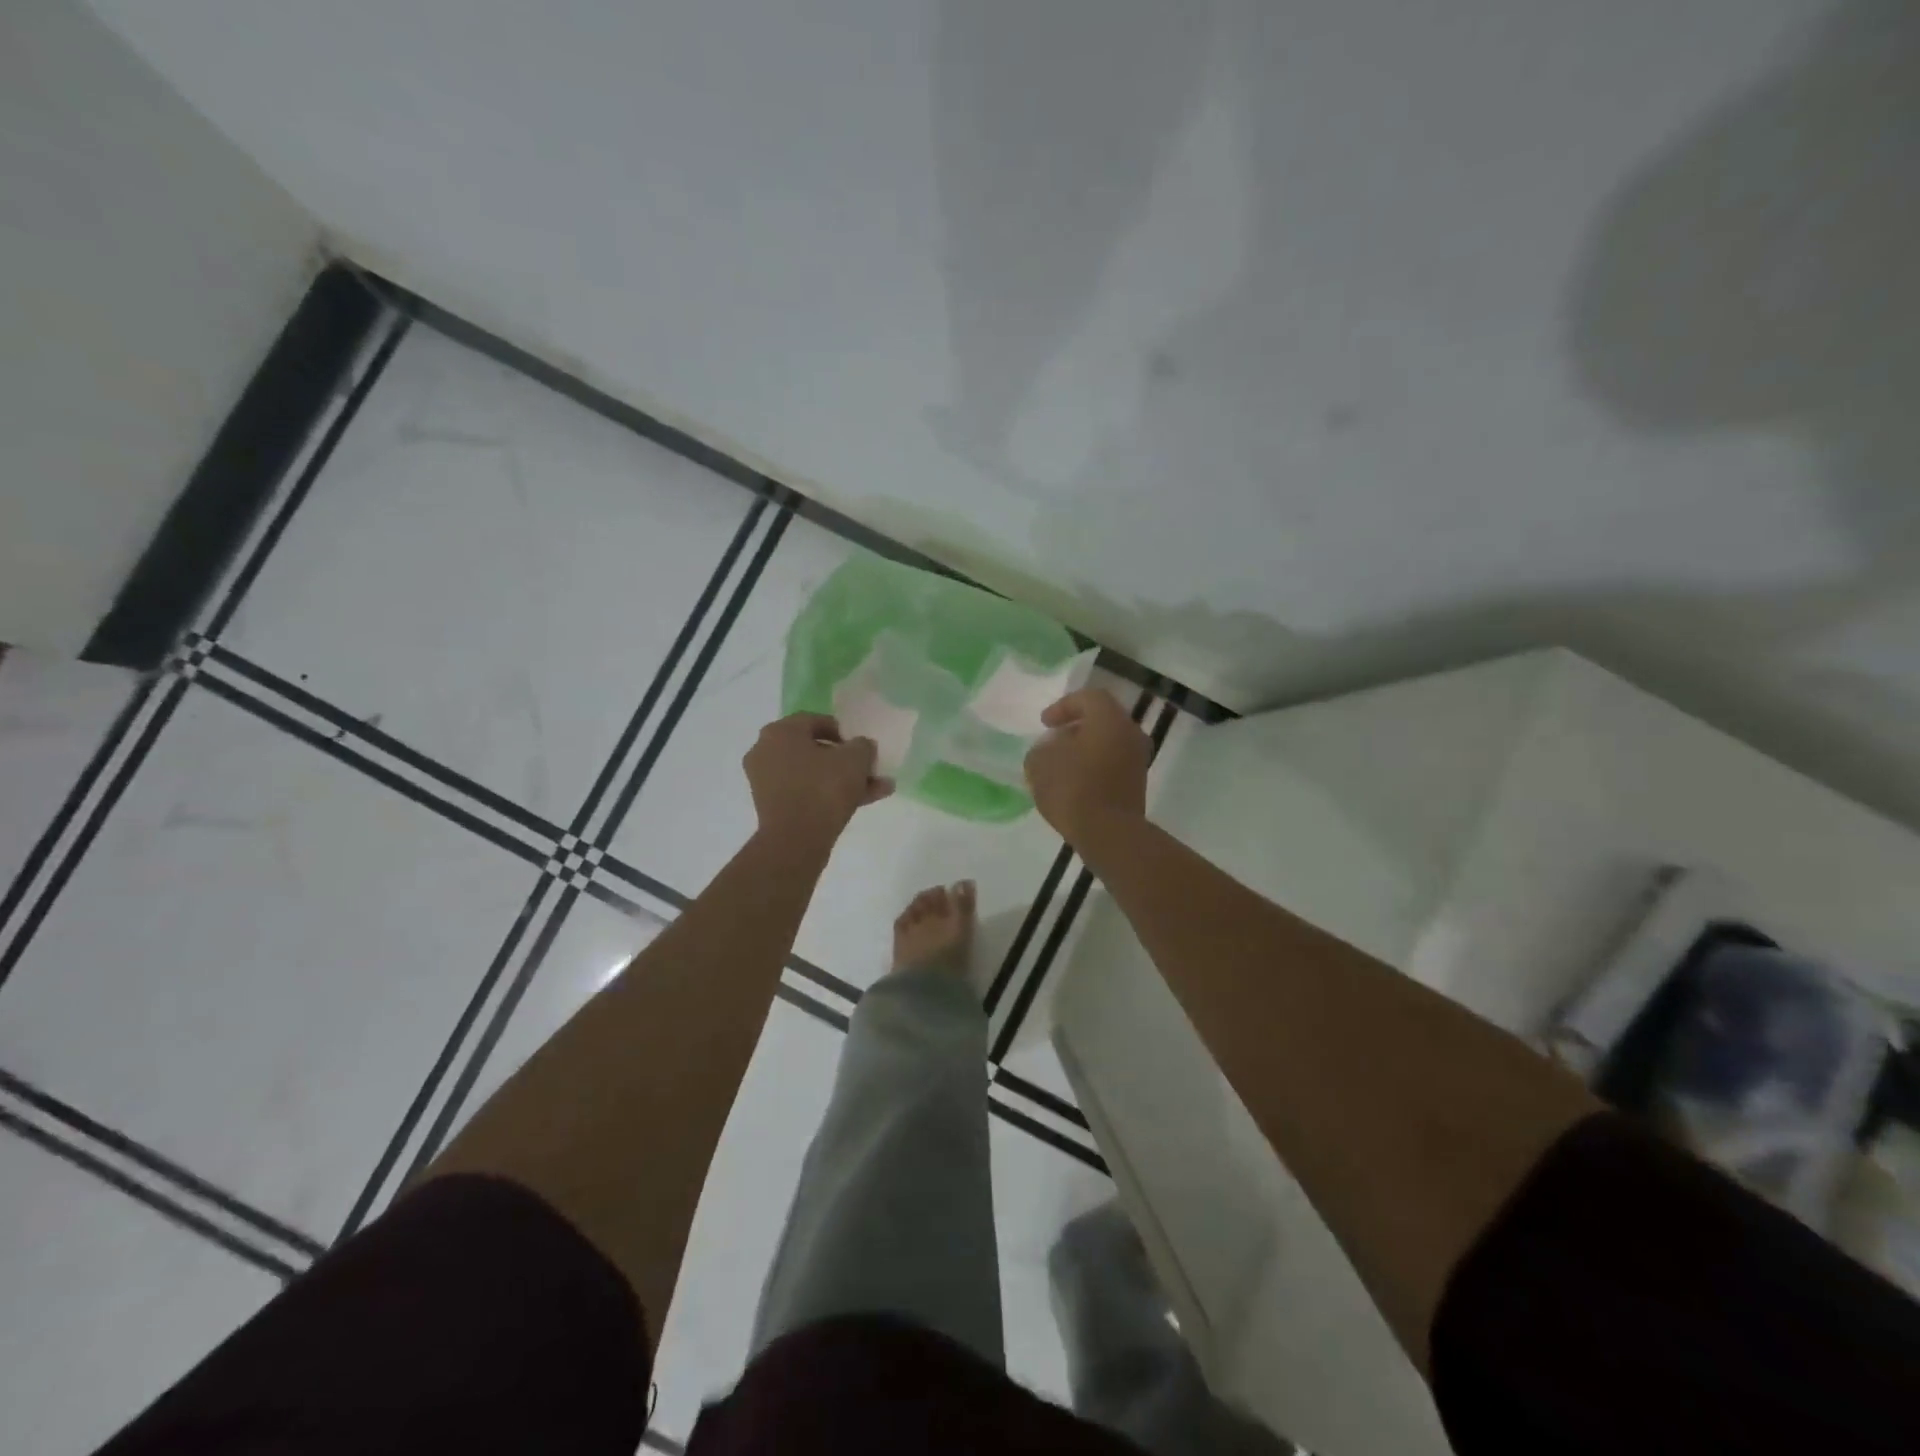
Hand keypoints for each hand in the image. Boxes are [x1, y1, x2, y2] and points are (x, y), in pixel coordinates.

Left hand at [744, 713, 892, 845]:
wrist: (796, 840)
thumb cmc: (824, 788)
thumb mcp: (855, 759)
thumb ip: (862, 746)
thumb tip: (861, 746)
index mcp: (780, 732)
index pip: (814, 721)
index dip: (842, 731)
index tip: (860, 745)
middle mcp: (766, 751)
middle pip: (813, 749)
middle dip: (846, 760)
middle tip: (869, 768)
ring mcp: (766, 781)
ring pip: (813, 774)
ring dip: (844, 780)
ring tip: (877, 789)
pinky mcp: (772, 806)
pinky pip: (805, 792)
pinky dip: (829, 795)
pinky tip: (863, 803)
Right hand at [1024, 688, 1149, 844]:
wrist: (1109, 834)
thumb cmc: (1073, 789)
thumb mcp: (1040, 764)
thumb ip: (1042, 749)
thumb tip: (1052, 749)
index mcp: (1109, 719)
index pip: (1089, 698)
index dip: (1064, 706)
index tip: (1045, 723)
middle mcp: (1130, 733)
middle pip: (1103, 719)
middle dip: (1076, 726)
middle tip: (1055, 738)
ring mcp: (1138, 760)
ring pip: (1110, 742)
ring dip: (1086, 747)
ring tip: (1062, 762)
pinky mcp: (1137, 784)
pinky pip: (1114, 763)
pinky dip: (1095, 765)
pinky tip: (1075, 781)